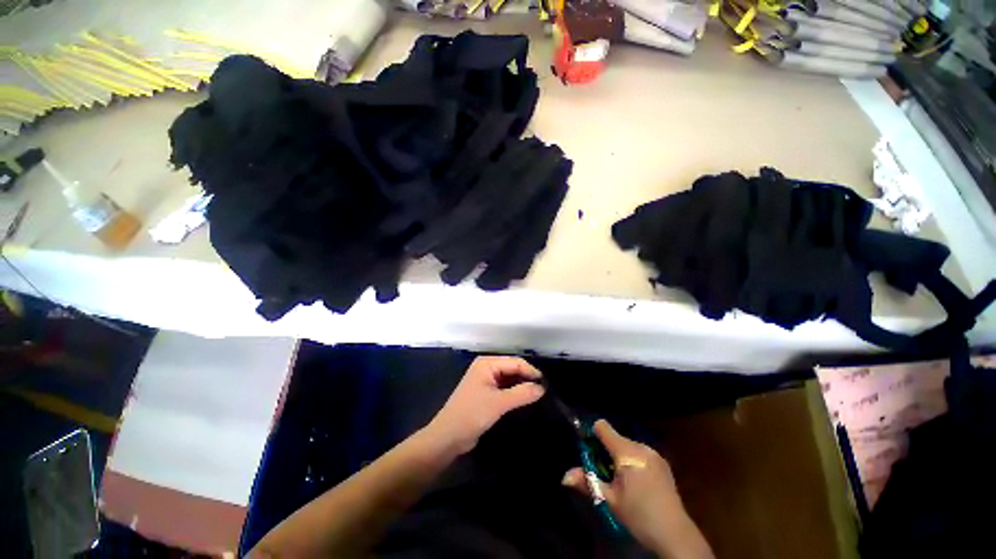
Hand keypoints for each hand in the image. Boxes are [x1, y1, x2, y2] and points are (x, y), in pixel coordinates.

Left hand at [425, 356, 544, 454]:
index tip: (546, 384)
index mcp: (487, 363)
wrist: (448, 437)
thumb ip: (521, 393)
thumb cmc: (472, 414)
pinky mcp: (486, 392)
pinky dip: (514, 392)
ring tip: (538, 395)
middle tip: (544, 391)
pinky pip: (505, 388)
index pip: (514, 362)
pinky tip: (525, 399)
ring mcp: (486, 380)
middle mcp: (486, 367)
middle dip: (527, 378)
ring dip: (521, 386)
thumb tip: (542, 388)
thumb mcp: (499, 403)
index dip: (531, 371)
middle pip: (512, 368)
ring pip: (509, 379)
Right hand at [562, 420, 712, 558]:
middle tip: (605, 474)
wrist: (676, 534)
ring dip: (620, 457)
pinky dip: (633, 461)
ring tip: (622, 481)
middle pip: (615, 438)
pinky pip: (640, 453)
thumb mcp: (609, 500)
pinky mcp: (662, 463)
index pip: (603, 427)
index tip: (590, 452)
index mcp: (627, 452)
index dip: (593, 435)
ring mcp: (654, 454)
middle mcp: (641, 446)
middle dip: (606, 451)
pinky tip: (637, 482)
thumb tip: (564, 476)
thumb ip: (587, 483)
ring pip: (628, 446)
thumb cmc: (639, 515)